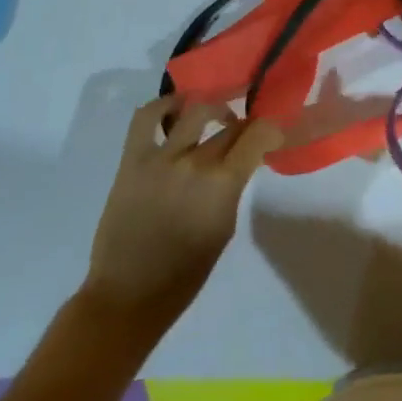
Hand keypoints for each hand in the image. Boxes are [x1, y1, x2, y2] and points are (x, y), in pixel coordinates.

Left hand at [83, 97, 283, 321]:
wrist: (128, 295)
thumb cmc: (186, 272)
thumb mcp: (225, 226)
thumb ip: (233, 187)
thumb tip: (240, 161)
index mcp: (223, 184)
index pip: (258, 134)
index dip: (271, 129)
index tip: (272, 135)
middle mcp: (195, 162)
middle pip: (230, 125)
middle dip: (243, 126)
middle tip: (244, 134)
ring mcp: (160, 158)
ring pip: (195, 110)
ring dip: (212, 108)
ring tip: (214, 116)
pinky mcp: (132, 160)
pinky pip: (146, 118)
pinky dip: (164, 106)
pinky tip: (175, 109)